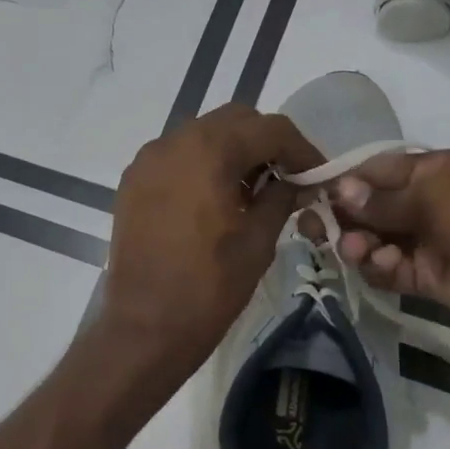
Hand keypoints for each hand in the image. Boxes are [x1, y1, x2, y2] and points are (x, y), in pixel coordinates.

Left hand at [97, 104, 322, 376]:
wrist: (144, 327)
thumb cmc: (208, 287)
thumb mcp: (257, 241)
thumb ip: (281, 198)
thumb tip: (297, 182)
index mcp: (207, 150)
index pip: (268, 128)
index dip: (301, 149)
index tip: (317, 175)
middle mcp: (172, 142)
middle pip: (232, 122)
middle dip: (265, 144)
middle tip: (286, 180)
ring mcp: (146, 161)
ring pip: (201, 136)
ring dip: (232, 153)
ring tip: (250, 194)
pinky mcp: (132, 183)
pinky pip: (176, 158)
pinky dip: (201, 166)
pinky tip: (215, 201)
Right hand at [328, 148, 449, 354]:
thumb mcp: (437, 194)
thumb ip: (383, 199)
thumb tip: (338, 190)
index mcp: (435, 171)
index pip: (376, 172)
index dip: (343, 181)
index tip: (308, 194)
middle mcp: (428, 204)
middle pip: (370, 208)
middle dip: (342, 217)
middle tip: (316, 230)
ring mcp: (429, 243)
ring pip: (375, 241)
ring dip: (358, 244)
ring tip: (356, 251)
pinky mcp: (431, 280)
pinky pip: (391, 271)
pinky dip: (380, 268)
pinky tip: (384, 266)